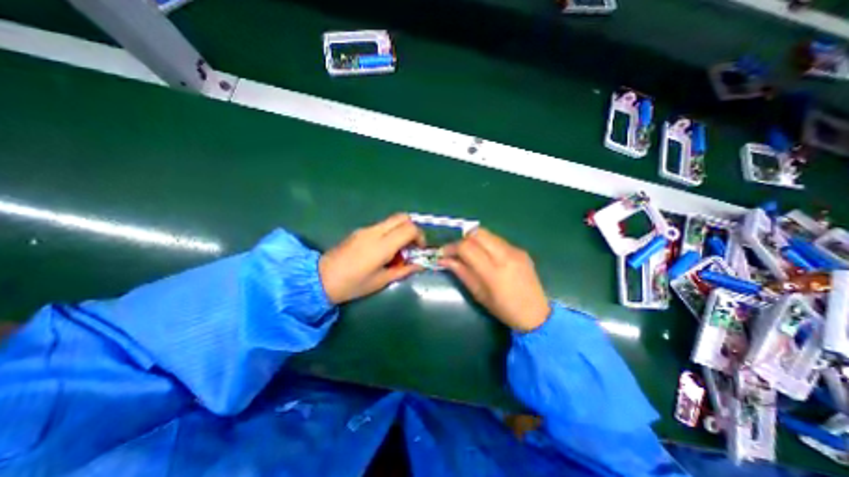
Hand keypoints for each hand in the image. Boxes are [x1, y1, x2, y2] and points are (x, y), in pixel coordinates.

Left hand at [319, 214, 423, 302]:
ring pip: (392, 220)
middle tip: (411, 246)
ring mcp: (366, 229)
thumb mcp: (382, 280)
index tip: (419, 249)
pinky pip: (382, 226)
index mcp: (382, 246)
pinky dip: (390, 233)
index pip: (409, 228)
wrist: (320, 279)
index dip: (419, 236)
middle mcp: (375, 232)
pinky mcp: (360, 231)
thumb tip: (420, 265)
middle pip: (402, 217)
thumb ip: (404, 270)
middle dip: (412, 229)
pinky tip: (383, 251)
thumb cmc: (353, 284)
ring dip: (400, 231)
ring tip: (397, 251)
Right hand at [438, 229, 549, 332]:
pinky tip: (486, 257)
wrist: (536, 314)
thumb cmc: (504, 309)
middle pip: (477, 233)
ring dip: (474, 240)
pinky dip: (486, 244)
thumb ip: (461, 272)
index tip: (443, 253)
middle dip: (462, 239)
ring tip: (470, 254)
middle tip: (457, 252)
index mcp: (493, 271)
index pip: (467, 247)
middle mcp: (505, 255)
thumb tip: (444, 260)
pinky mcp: (521, 250)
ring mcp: (515, 250)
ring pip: (488, 234)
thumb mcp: (478, 294)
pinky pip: (498, 240)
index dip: (451, 247)